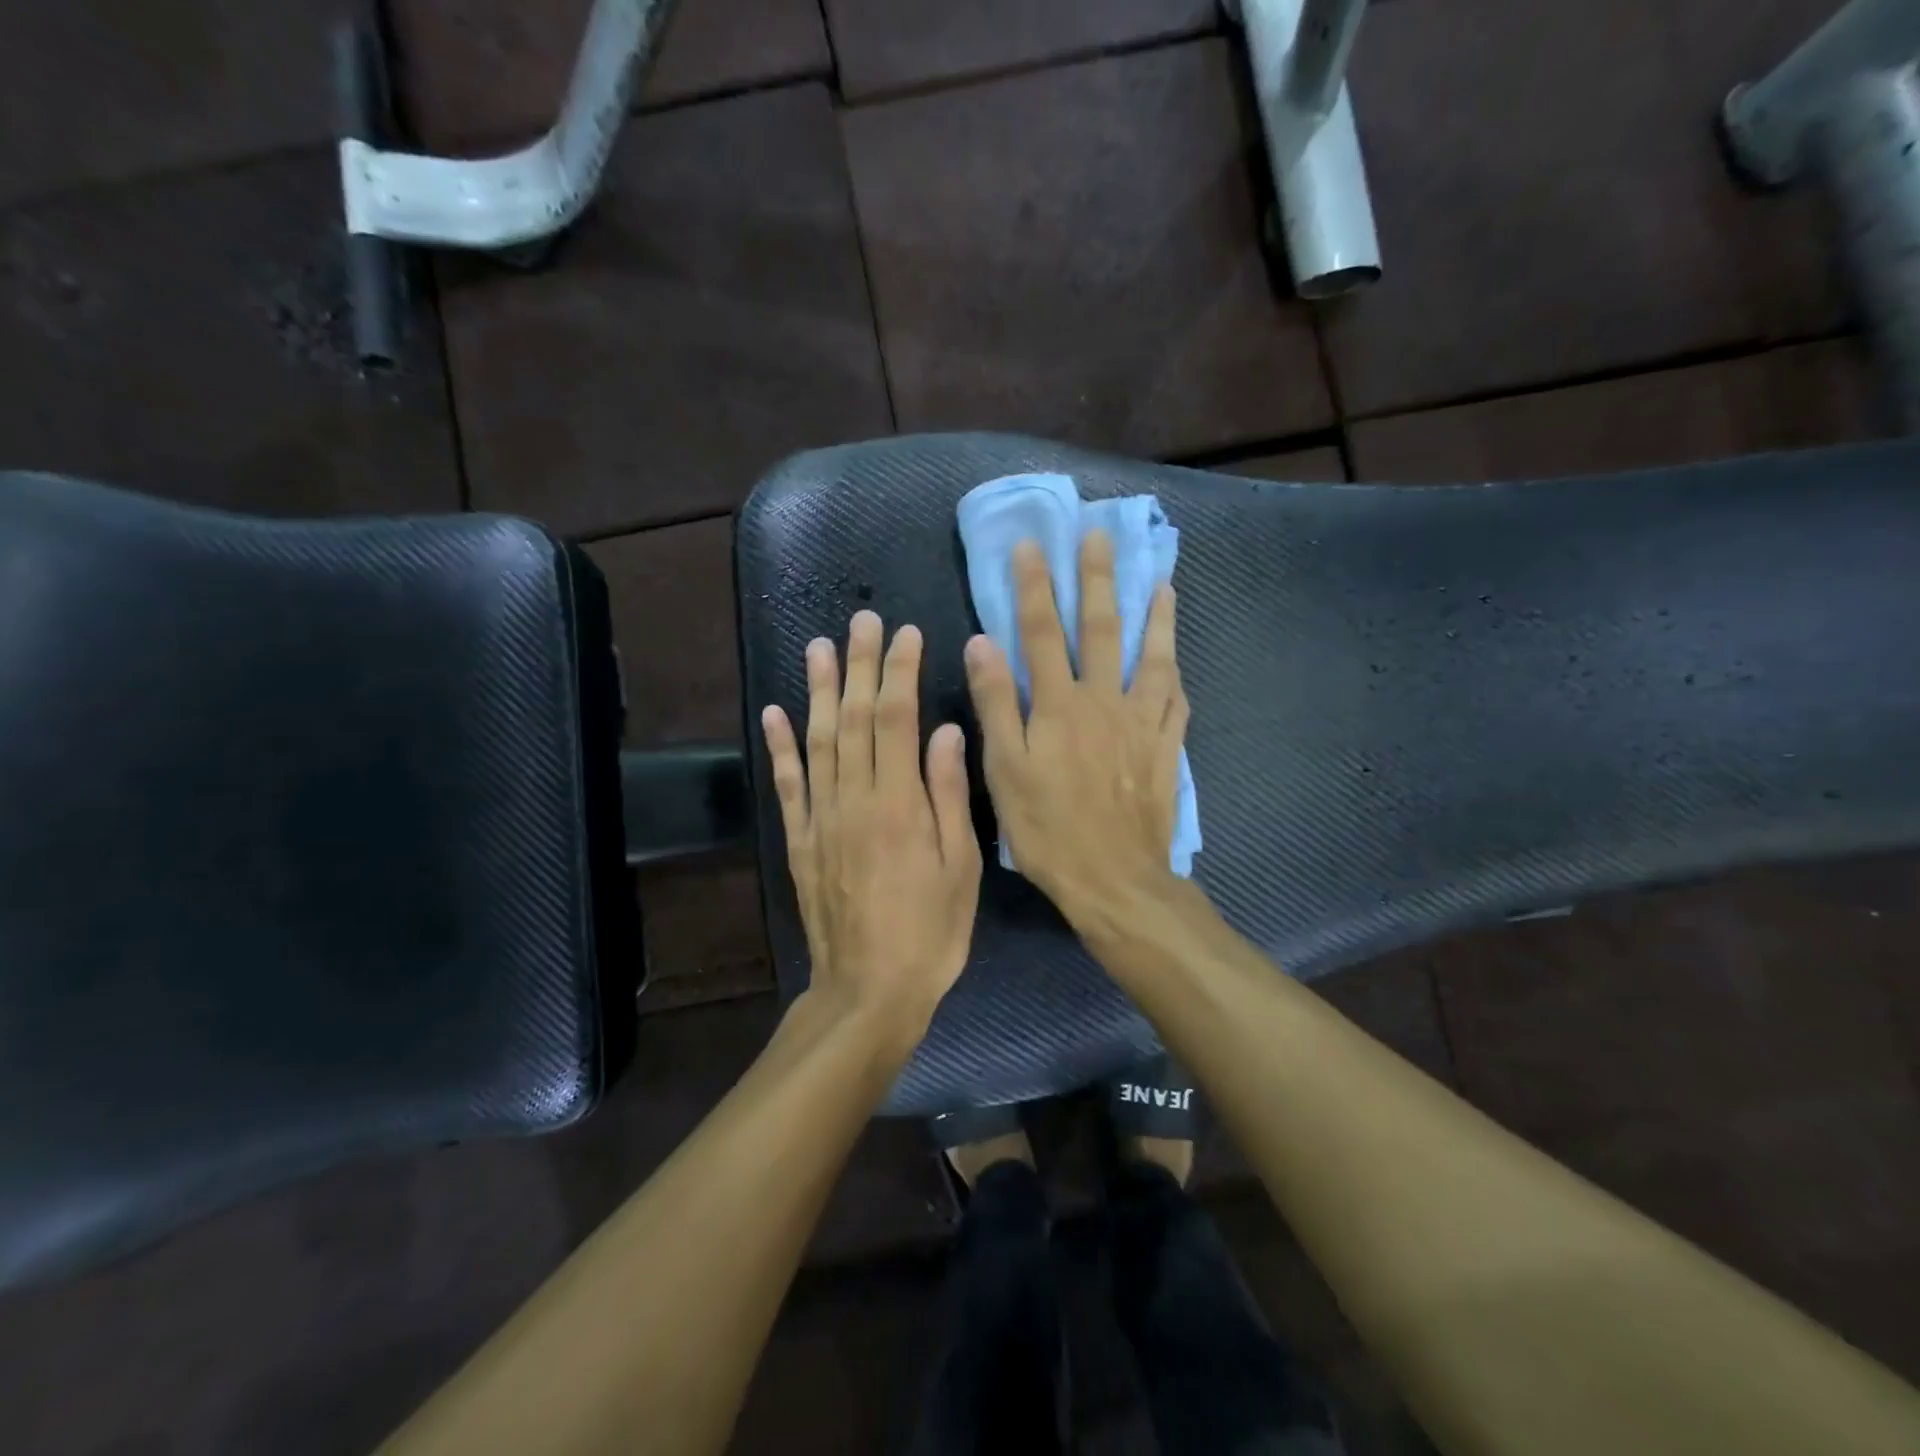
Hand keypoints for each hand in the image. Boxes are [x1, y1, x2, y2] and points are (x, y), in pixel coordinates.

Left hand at [762, 611, 981, 1046]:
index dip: (900, 671)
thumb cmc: (931, 931)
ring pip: (817, 740)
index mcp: (900, 803)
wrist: (869, 990)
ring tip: (818, 646)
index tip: (906, 633)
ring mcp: (821, 818)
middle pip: (853, 718)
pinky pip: (787, 785)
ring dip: (817, 690)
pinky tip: (775, 712)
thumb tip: (947, 730)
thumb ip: (950, 794)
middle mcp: (855, 799)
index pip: (896, 718)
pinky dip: (780, 746)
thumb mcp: (962, 867)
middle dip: (859, 665)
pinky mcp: (800, 841)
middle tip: (862, 620)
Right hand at [964, 531, 1187, 928]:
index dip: (1034, 586)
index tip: (1031, 545)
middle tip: (1099, 535)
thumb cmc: (1048, 828)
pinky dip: (1176, 672)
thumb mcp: (1005, 770)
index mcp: (1057, 705)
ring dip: (1154, 615)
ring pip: (1151, 656)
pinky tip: (1177, 658)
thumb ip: (995, 703)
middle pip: (1100, 629)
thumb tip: (981, 643)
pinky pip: (1176, 700)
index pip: (1039, 632)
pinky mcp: (1165, 747)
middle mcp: (1103, 700)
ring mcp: (1141, 722)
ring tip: (1160, 580)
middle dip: (1096, 578)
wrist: (1113, 878)